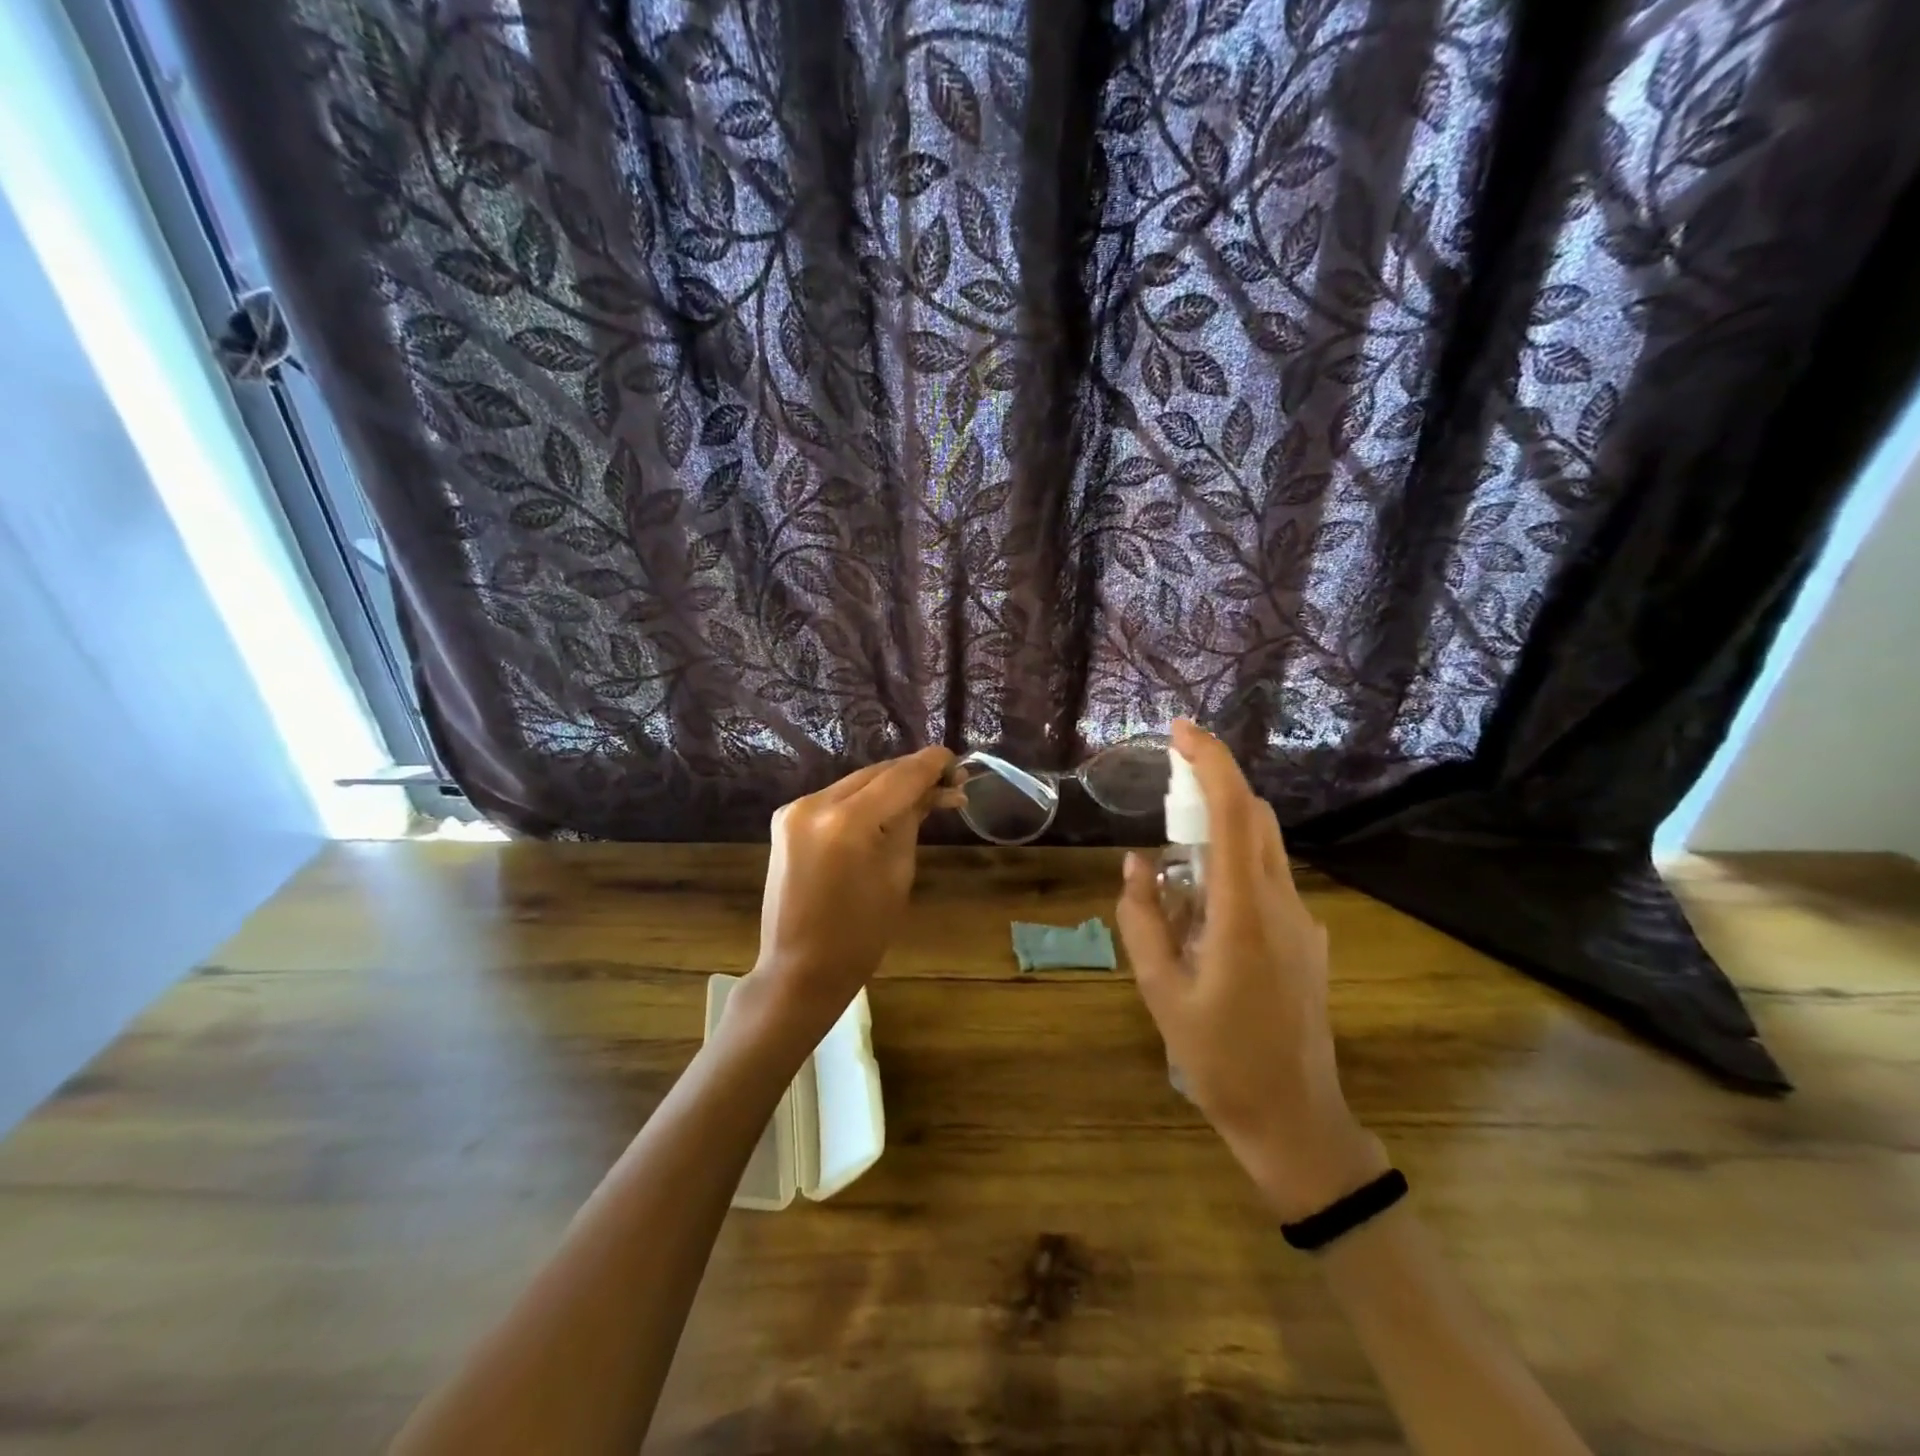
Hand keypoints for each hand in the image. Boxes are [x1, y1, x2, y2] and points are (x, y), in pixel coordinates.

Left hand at [742, 747, 960, 1039]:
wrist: (800, 969)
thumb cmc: (860, 934)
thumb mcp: (898, 873)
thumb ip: (911, 820)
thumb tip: (934, 789)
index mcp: (847, 822)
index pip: (899, 777)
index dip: (931, 765)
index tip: (956, 758)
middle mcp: (815, 804)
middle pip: (876, 774)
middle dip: (912, 774)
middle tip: (949, 781)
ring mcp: (795, 810)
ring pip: (856, 783)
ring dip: (889, 785)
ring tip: (924, 794)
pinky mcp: (786, 820)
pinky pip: (836, 799)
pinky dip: (864, 800)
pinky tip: (887, 808)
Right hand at [1115, 721, 1387, 1222]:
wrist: (1295, 1119)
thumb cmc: (1220, 1059)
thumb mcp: (1161, 991)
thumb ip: (1143, 919)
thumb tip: (1138, 862)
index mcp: (1245, 913)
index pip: (1235, 813)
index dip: (1210, 762)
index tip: (1180, 731)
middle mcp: (1283, 904)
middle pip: (1256, 818)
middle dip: (1214, 786)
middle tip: (1166, 789)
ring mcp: (1303, 921)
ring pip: (1264, 847)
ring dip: (1221, 829)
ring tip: (1174, 861)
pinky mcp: (1308, 939)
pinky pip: (1267, 880)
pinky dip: (1232, 867)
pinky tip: (1201, 910)